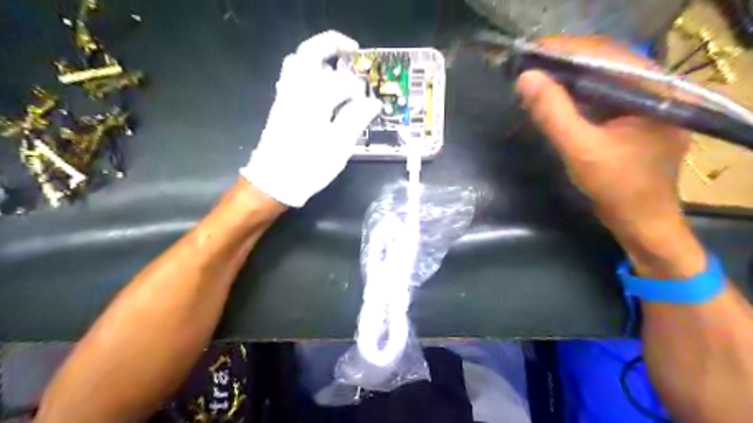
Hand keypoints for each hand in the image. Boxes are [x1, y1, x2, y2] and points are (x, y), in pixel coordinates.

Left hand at [241, 29, 383, 207]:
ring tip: (338, 69)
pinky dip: (308, 72)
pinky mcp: (281, 104)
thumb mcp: (338, 147)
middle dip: (333, 45)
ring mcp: (285, 96)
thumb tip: (374, 103)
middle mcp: (296, 91)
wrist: (274, 181)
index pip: (342, 82)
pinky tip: (322, 87)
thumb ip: (356, 120)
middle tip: (353, 50)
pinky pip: (292, 76)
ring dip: (319, 59)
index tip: (370, 103)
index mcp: (313, 100)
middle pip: (310, 53)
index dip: (360, 90)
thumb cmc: (309, 167)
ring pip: (298, 62)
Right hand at [518, 36, 705, 277]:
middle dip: (564, 62)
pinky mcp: (632, 117)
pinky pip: (600, 96)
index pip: (607, 54)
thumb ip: (554, 113)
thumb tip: (526, 78)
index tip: (530, 53)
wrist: (642, 223)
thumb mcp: (581, 150)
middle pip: (605, 62)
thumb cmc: (618, 188)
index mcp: (655, 90)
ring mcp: (644, 103)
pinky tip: (553, 98)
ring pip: (601, 79)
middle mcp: (654, 88)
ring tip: (535, 78)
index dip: (566, 50)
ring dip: (567, 78)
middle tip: (528, 65)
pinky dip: (575, 95)